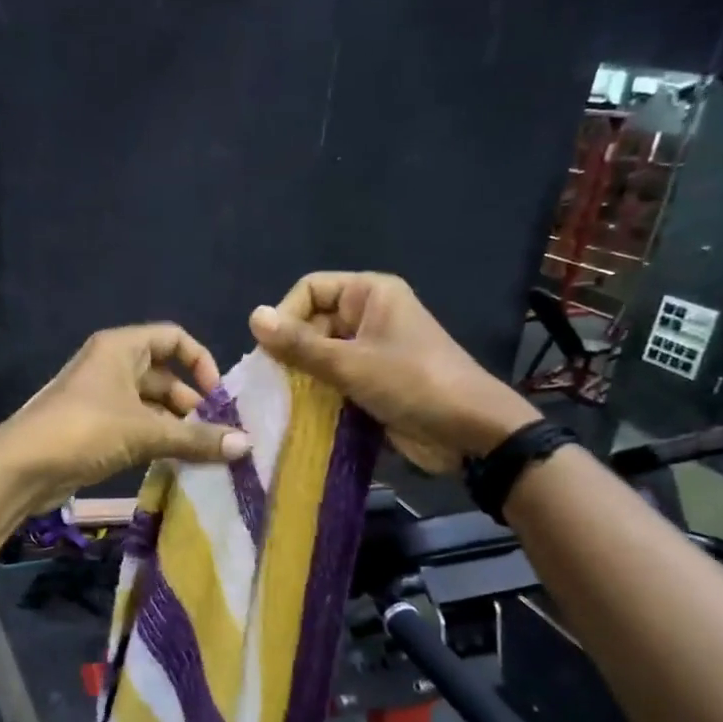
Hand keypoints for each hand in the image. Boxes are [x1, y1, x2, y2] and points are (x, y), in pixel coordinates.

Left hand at [0, 324, 251, 511]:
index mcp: (121, 348)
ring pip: (151, 406)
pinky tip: (178, 464)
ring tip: (206, 454)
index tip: (219, 396)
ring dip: (177, 426)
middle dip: (192, 403)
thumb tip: (245, 445)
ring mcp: (101, 398)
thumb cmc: (85, 430)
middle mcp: (112, 366)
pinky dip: (157, 441)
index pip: (173, 338)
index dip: (200, 362)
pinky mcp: (95, 429)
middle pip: (164, 375)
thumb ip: (195, 438)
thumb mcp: (145, 432)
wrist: (22, 467)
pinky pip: (136, 427)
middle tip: (219, 433)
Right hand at [248, 272, 537, 470]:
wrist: (470, 432)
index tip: (271, 351)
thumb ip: (299, 344)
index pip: (310, 289)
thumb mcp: (350, 363)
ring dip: (302, 378)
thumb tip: (252, 317)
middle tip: (274, 384)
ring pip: (321, 356)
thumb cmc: (412, 384)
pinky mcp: (373, 383)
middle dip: (291, 352)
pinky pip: (335, 380)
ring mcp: (371, 351)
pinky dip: (318, 395)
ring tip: (282, 402)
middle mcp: (369, 316)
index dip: (286, 315)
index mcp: (370, 294)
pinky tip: (300, 415)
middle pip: (312, 323)